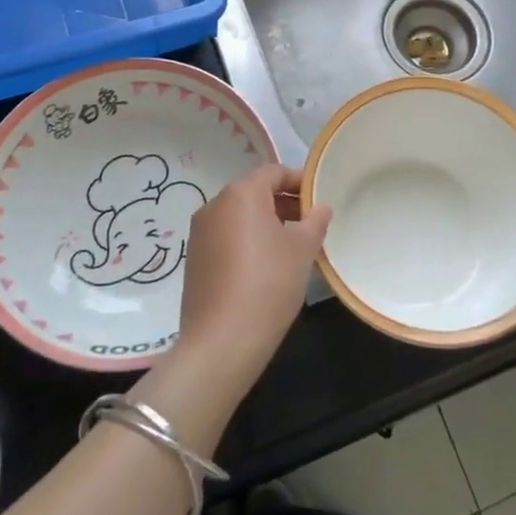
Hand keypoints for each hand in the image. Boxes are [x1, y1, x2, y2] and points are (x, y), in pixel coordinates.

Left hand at [173, 165, 330, 387]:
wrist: (221, 342)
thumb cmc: (269, 284)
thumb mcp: (302, 250)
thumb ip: (315, 221)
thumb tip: (321, 207)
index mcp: (241, 194)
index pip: (273, 172)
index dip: (299, 181)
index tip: (319, 198)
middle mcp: (215, 206)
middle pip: (254, 192)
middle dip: (284, 203)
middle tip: (311, 223)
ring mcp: (200, 233)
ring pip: (239, 216)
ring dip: (266, 222)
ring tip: (292, 246)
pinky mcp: (194, 259)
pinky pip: (226, 237)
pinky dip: (247, 241)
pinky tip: (266, 266)